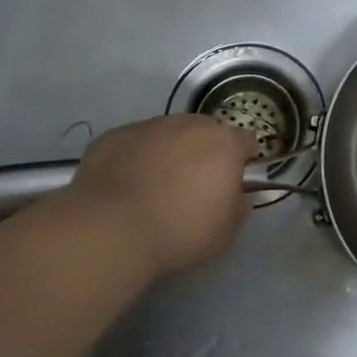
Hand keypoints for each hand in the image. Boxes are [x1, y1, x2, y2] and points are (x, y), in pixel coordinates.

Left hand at [65, 115, 255, 277]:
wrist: (110, 230)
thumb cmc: (178, 232)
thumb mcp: (225, 232)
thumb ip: (240, 206)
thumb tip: (239, 195)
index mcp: (224, 143)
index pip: (246, 141)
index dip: (242, 161)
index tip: (232, 184)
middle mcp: (189, 124)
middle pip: (206, 132)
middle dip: (204, 154)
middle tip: (192, 188)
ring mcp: (149, 126)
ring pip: (168, 134)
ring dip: (168, 153)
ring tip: (153, 189)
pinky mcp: (115, 135)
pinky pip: (133, 144)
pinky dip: (134, 159)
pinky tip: (123, 188)